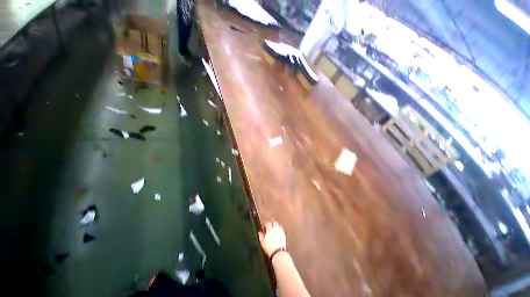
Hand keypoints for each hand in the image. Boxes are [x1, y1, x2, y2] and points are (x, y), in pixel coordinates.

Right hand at [258, 222, 286, 256]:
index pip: (268, 223)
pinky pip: (282, 230)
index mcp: (270, 229)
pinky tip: (278, 234)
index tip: (264, 228)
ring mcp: (280, 232)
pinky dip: (280, 230)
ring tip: (274, 230)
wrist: (278, 253)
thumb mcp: (263, 242)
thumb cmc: (269, 248)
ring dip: (276, 227)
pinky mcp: (284, 235)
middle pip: (274, 223)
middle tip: (270, 227)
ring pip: (279, 226)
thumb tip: (259, 233)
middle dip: (272, 224)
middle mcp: (275, 229)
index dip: (266, 225)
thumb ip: (261, 236)